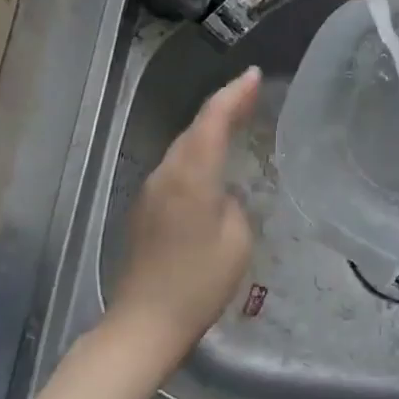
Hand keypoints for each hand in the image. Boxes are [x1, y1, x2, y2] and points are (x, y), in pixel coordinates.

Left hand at [105, 67, 261, 368]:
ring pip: (183, 147)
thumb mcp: (236, 240)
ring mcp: (151, 191)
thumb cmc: (199, 283)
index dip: (234, 94)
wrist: (145, 323)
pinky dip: (197, 153)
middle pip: (195, 128)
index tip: (253, 75)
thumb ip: (232, 204)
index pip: (213, 121)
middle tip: (250, 92)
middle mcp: (167, 175)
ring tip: (235, 118)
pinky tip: (210, 161)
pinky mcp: (146, 209)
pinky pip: (176, 167)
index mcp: (192, 177)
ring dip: (208, 129)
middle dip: (223, 106)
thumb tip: (222, 194)